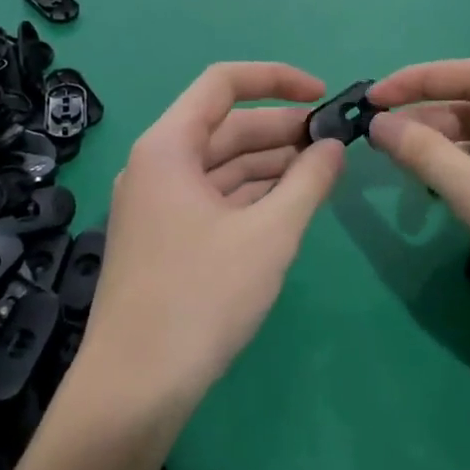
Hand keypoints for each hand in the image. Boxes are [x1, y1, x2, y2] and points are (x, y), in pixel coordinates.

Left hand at [78, 63, 345, 424]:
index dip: (276, 79)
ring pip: (221, 165)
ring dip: (270, 164)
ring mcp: (157, 203)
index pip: (223, 83)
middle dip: (281, 130)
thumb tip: (333, 146)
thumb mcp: (269, 234)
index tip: (322, 95)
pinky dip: (252, 195)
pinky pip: (214, 197)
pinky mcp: (164, 237)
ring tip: (322, 171)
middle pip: (225, 126)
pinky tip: (289, 203)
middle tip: (334, 142)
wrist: (134, 389)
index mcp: (168, 146)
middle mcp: (156, 165)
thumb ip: (308, 181)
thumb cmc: (201, 297)